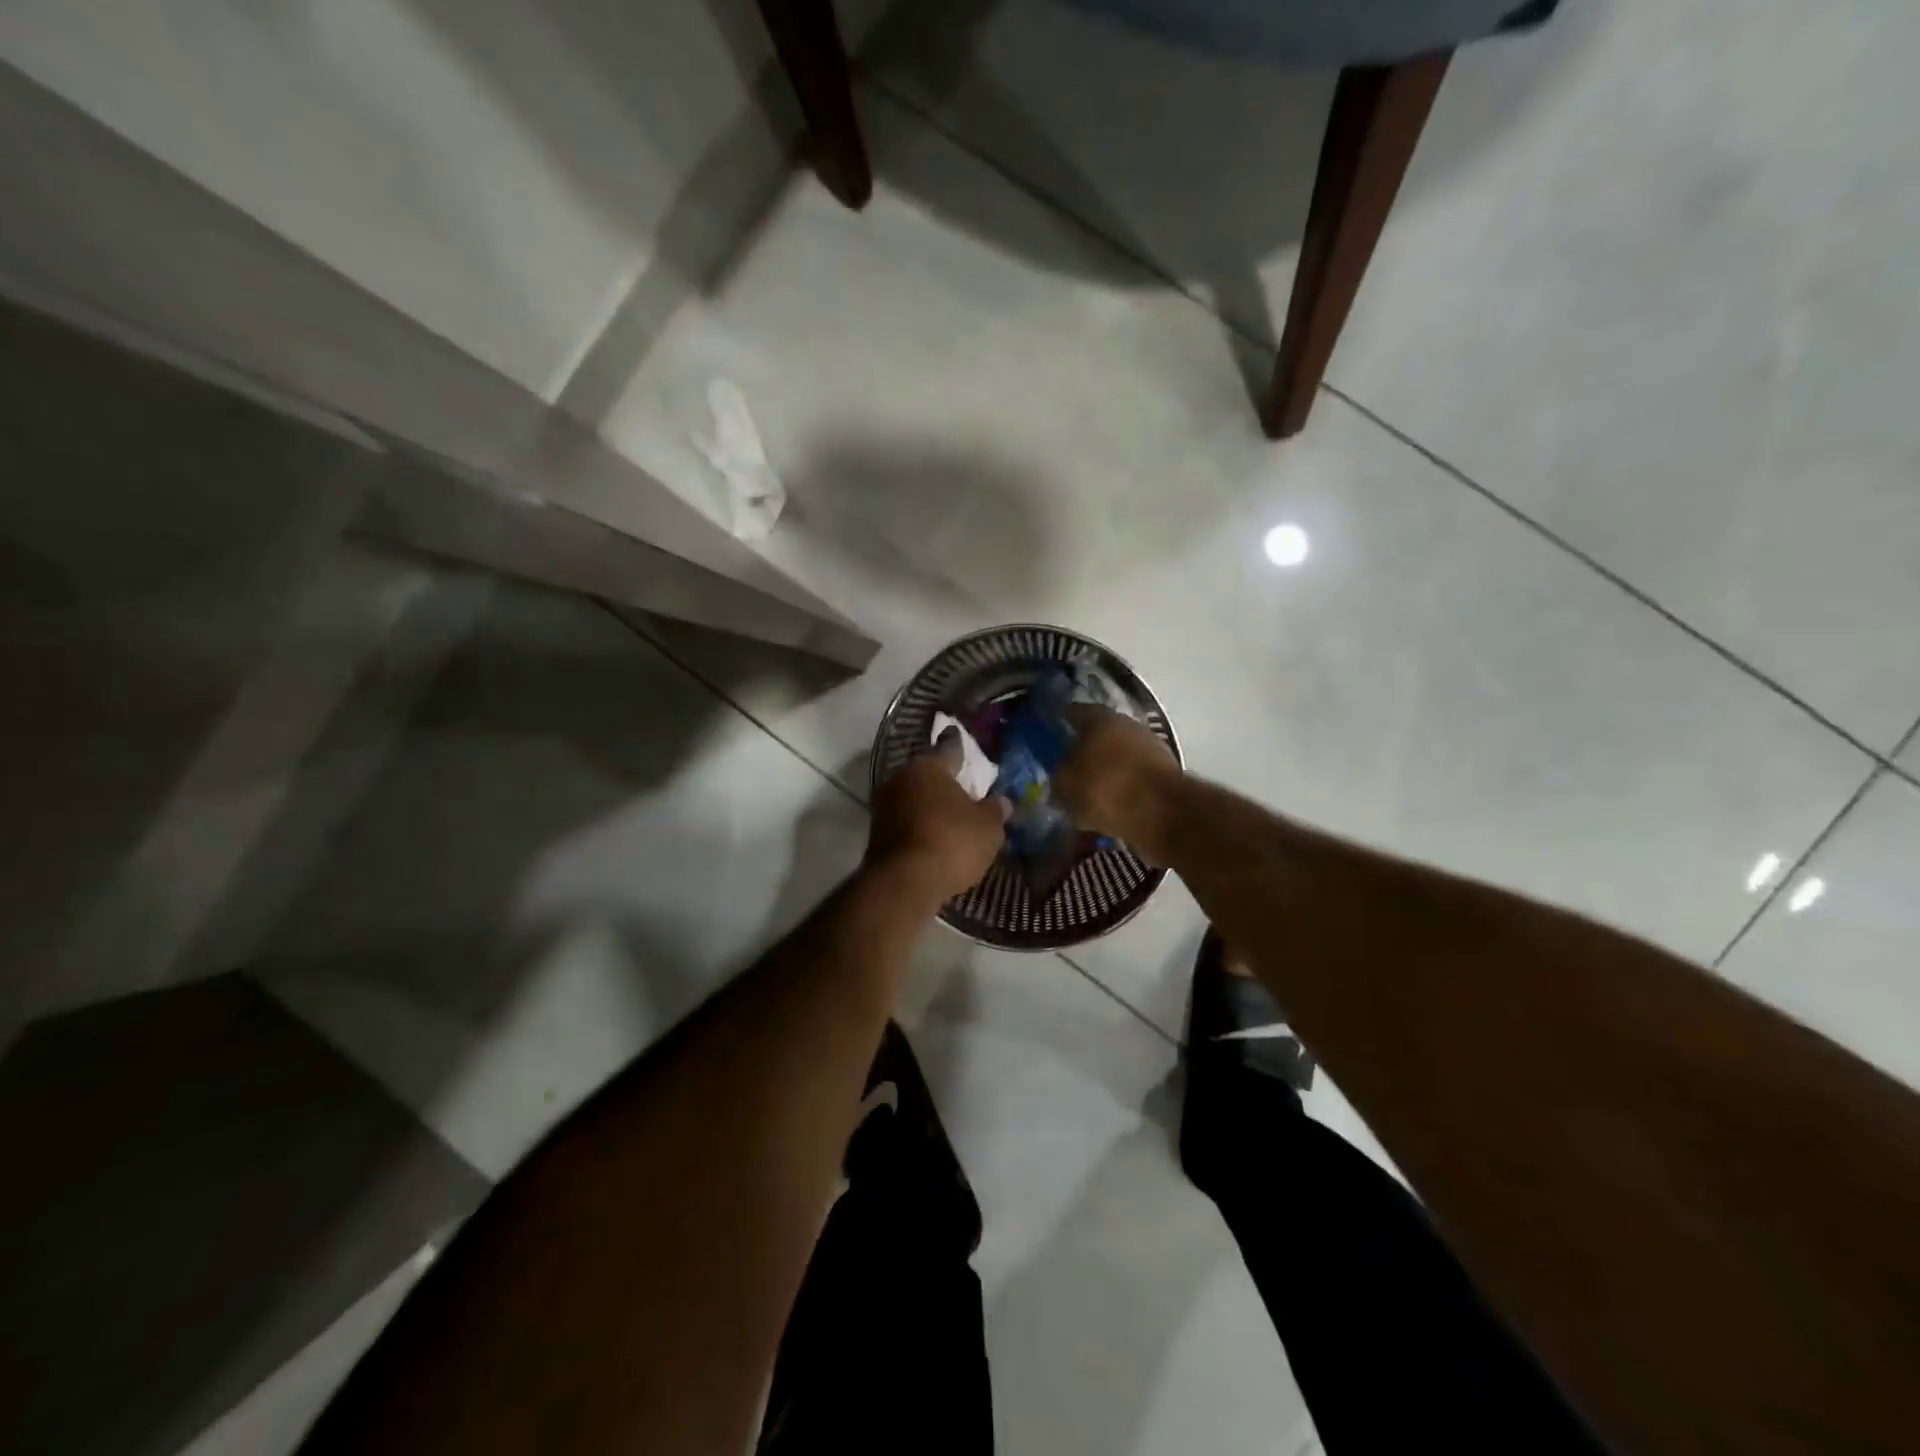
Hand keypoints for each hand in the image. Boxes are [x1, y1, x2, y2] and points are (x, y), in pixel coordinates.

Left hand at [866, 729, 1010, 908]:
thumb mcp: (987, 827)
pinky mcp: (876, 834)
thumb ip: (995, 810)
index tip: (954, 731)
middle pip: (926, 774)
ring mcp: (884, 806)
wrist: (904, 883)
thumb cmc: (952, 842)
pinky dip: (919, 826)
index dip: (956, 742)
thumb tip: (1002, 801)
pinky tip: (934, 837)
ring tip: (949, 814)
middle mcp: (901, 778)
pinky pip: (905, 822)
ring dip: (928, 805)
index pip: (947, 747)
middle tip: (960, 782)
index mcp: (928, 766)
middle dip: (941, 779)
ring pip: (913, 798)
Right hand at [1054, 706, 1183, 857]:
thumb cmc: (1106, 789)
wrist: (1162, 814)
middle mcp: (1128, 725)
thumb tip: (1060, 776)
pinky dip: (1122, 784)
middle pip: (1101, 732)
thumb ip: (1059, 777)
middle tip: (1070, 760)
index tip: (1054, 725)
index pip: (1076, 711)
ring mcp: (1151, 748)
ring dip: (1106, 766)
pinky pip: (1134, 776)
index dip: (1063, 719)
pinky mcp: (1165, 773)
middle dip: (1087, 745)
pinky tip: (1110, 801)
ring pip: (1119, 754)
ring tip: (1089, 786)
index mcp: (1101, 719)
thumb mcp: (1067, 785)